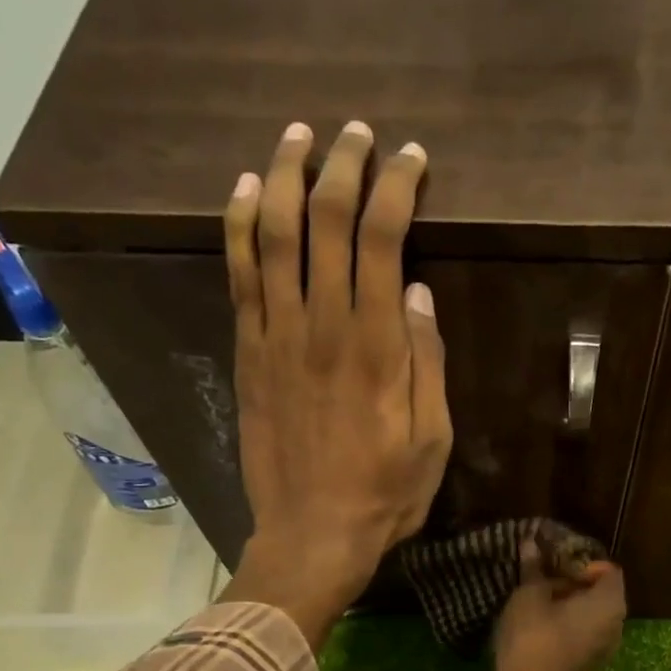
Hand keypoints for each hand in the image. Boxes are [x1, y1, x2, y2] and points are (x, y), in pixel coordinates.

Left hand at [219, 121, 452, 648]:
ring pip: (273, 233)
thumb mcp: (433, 439)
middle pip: (327, 220)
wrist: (312, 535)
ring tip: (296, 136)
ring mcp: (278, 336)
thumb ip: (428, 362)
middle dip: (342, 165)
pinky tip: (242, 191)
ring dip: (283, 175)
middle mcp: (324, 325)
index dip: (397, 187)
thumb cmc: (385, 494)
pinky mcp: (248, 355)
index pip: (385, 238)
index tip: (411, 160)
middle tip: (355, 135)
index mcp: (379, 346)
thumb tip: (420, 293)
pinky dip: (237, 225)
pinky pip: (238, 276)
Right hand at [492, 540, 626, 670]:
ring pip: (589, 616)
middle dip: (571, 583)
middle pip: (599, 592)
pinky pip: (581, 635)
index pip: (606, 569)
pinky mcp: (588, 665)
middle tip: (539, 581)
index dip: (580, 562)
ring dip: (565, 606)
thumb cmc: (533, 637)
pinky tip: (536, 625)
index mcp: (610, 602)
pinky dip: (564, 626)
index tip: (552, 566)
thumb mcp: (528, 596)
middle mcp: (616, 624)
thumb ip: (534, 569)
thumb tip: (531, 543)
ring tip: (534, 602)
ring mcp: (605, 648)